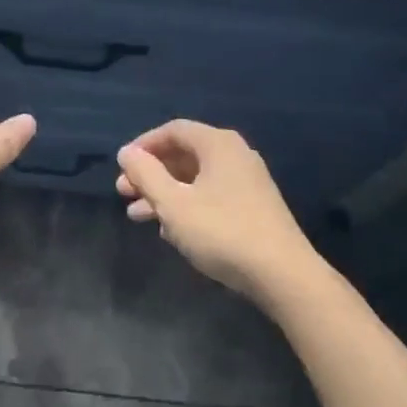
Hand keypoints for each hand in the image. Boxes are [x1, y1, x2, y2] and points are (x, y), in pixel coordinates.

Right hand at [116, 119, 319, 304]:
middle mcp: (235, 155)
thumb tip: (127, 152)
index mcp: (218, 144)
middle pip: (184, 155)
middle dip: (151, 174)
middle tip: (123, 193)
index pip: (173, 130)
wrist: (284, 275)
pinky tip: (170, 232)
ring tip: (137, 217)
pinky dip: (187, 207)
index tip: (122, 166)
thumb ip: (146, 175)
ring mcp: (248, 182)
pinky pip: (211, 196)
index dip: (144, 145)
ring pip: (196, 179)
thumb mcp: (174, 204)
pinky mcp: (254, 208)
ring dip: (165, 194)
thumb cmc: (222, 231)